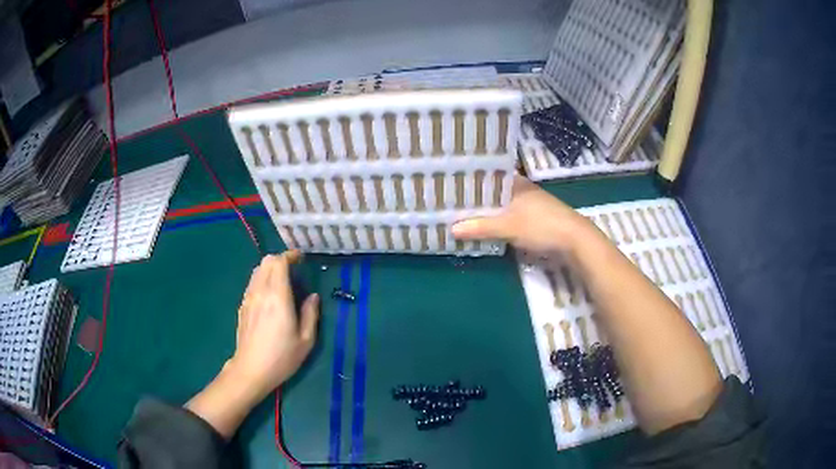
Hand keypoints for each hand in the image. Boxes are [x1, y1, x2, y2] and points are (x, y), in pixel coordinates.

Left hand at [227, 251, 319, 397]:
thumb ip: (310, 314)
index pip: (279, 263)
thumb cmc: (282, 357)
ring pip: (257, 271)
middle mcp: (260, 292)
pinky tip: (269, 295)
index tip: (300, 259)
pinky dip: (262, 279)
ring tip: (282, 280)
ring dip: (270, 269)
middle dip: (280, 260)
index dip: (290, 256)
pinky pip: (252, 283)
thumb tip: (313, 296)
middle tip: (293, 269)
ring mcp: (248, 298)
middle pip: (266, 262)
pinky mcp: (242, 306)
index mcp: (278, 297)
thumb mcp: (306, 340)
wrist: (251, 370)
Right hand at [452, 176, 593, 252]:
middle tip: (451, 204)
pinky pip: (509, 218)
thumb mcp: (509, 226)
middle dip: (476, 200)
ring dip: (486, 213)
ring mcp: (529, 205)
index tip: (450, 186)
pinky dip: (497, 223)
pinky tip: (484, 229)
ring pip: (501, 207)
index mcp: (516, 183)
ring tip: (461, 216)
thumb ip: (481, 227)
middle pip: (493, 193)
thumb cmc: (542, 225)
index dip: (470, 182)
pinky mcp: (533, 220)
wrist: (575, 241)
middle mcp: (522, 190)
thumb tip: (451, 229)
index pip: (488, 177)